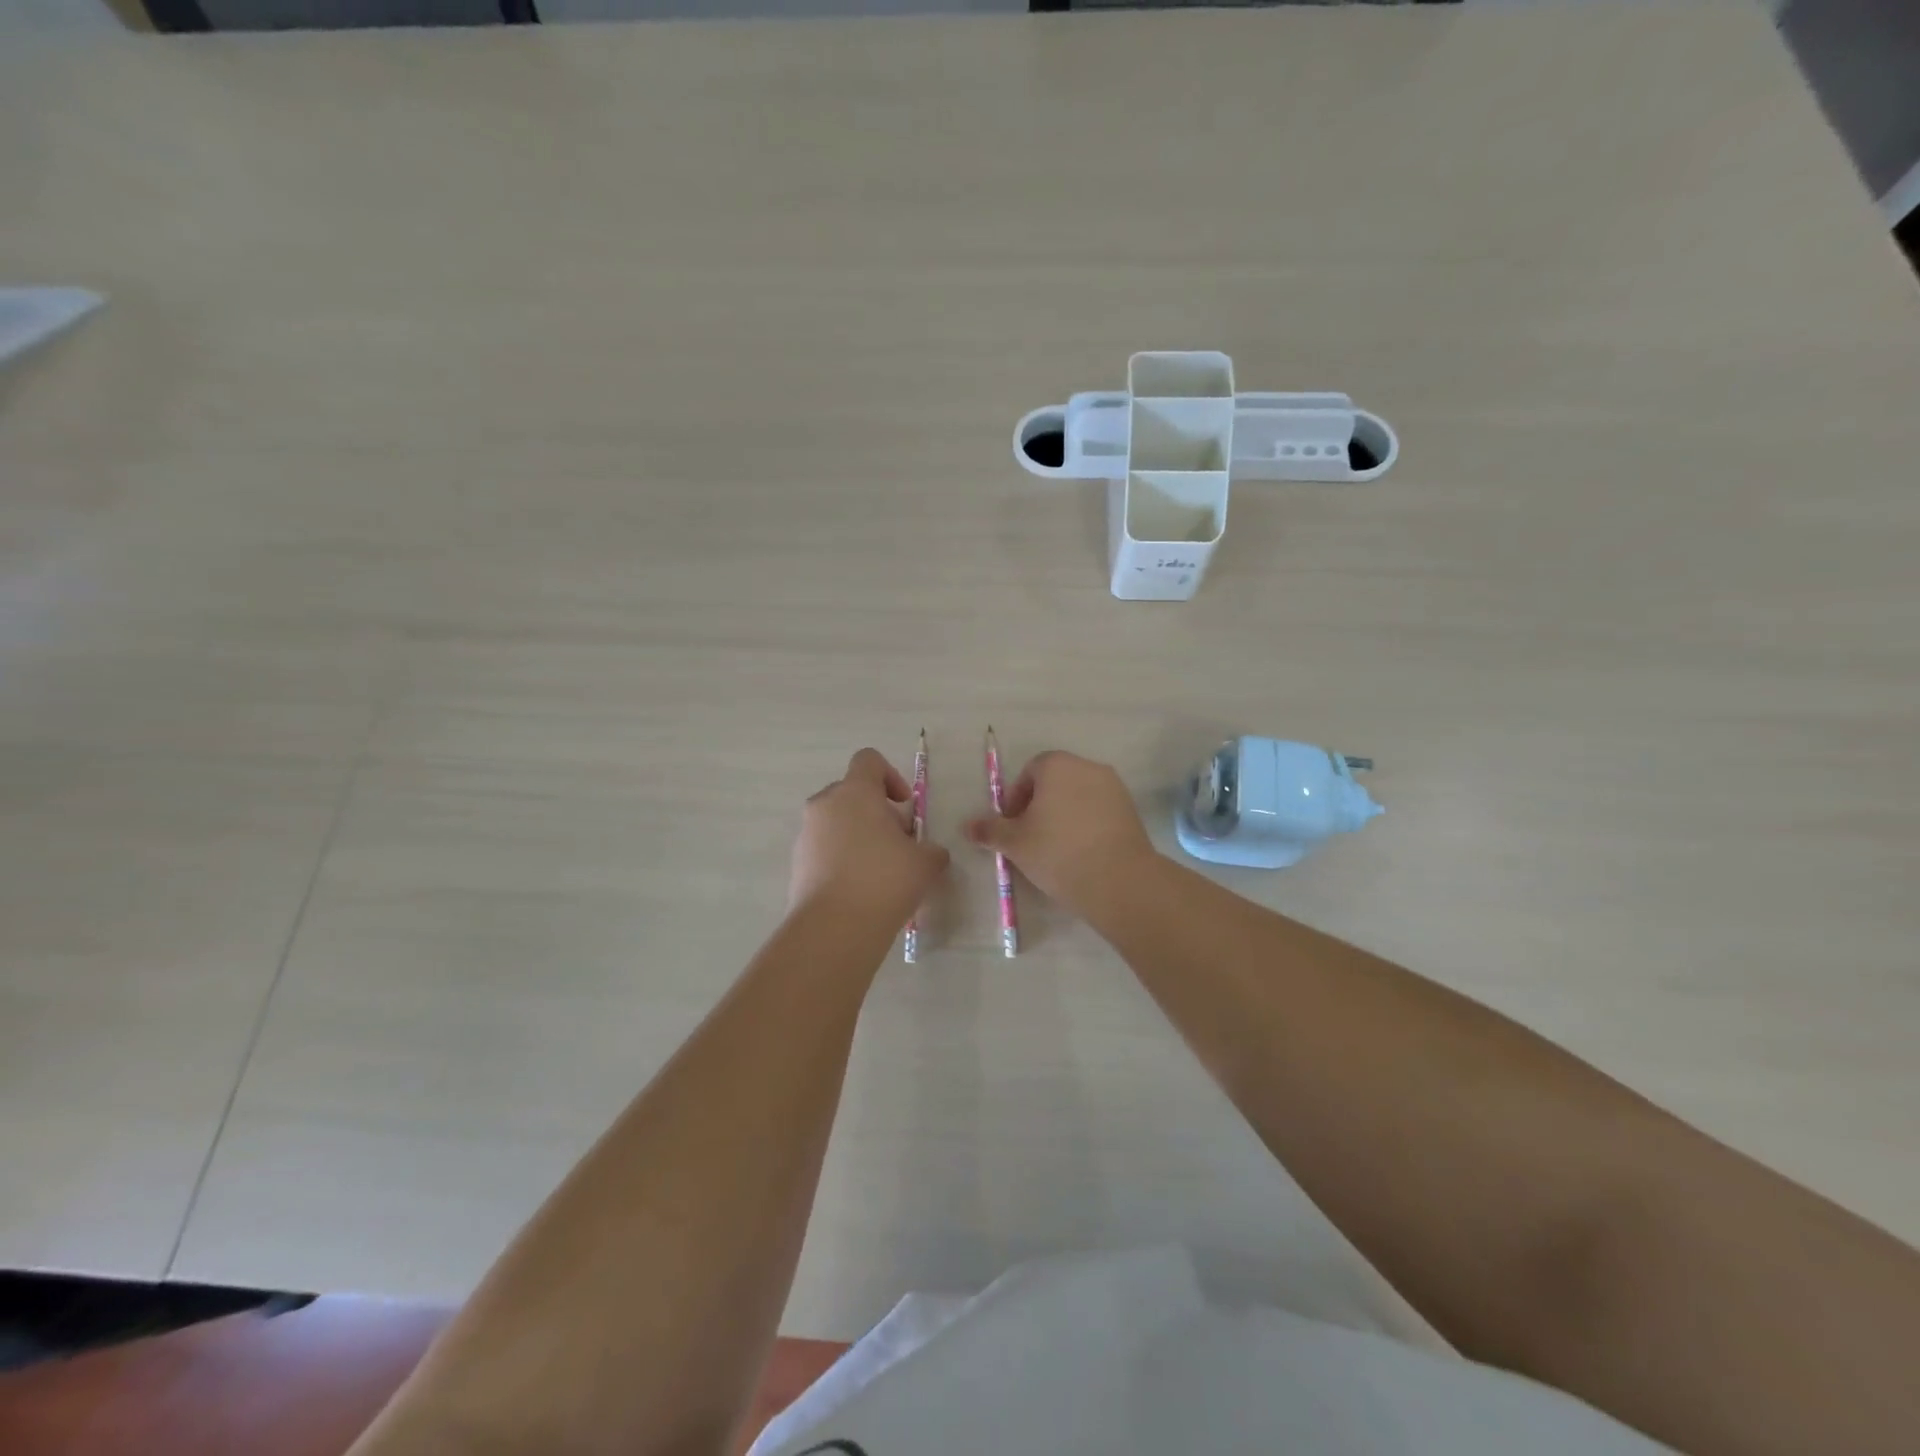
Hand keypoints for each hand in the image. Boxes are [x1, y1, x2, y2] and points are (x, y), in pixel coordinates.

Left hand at [790, 748, 948, 924]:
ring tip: (880, 871)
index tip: (905, 806)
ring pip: (836, 822)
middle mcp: (824, 805)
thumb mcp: (925, 862)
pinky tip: (860, 889)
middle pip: (851, 793)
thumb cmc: (884, 880)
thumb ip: (931, 849)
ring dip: (858, 836)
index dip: (891, 776)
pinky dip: (841, 859)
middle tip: (898, 842)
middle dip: (876, 812)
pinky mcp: (797, 864)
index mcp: (855, 792)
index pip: (869, 760)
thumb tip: (929, 852)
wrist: (834, 929)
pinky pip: (823, 850)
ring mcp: (805, 835)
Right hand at [963, 751, 1156, 914]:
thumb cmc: (1058, 852)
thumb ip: (989, 830)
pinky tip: (1080, 854)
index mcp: (1058, 765)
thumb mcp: (1015, 843)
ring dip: (1063, 816)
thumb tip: (966, 826)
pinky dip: (1086, 825)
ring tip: (1054, 849)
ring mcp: (1114, 787)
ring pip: (1079, 797)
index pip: (1029, 772)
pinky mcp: (1131, 810)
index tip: (1012, 826)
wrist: (1119, 880)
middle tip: (1029, 838)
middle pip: (1055, 782)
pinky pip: (1099, 812)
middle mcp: (1088, 767)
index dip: (1016, 798)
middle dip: (1039, 806)